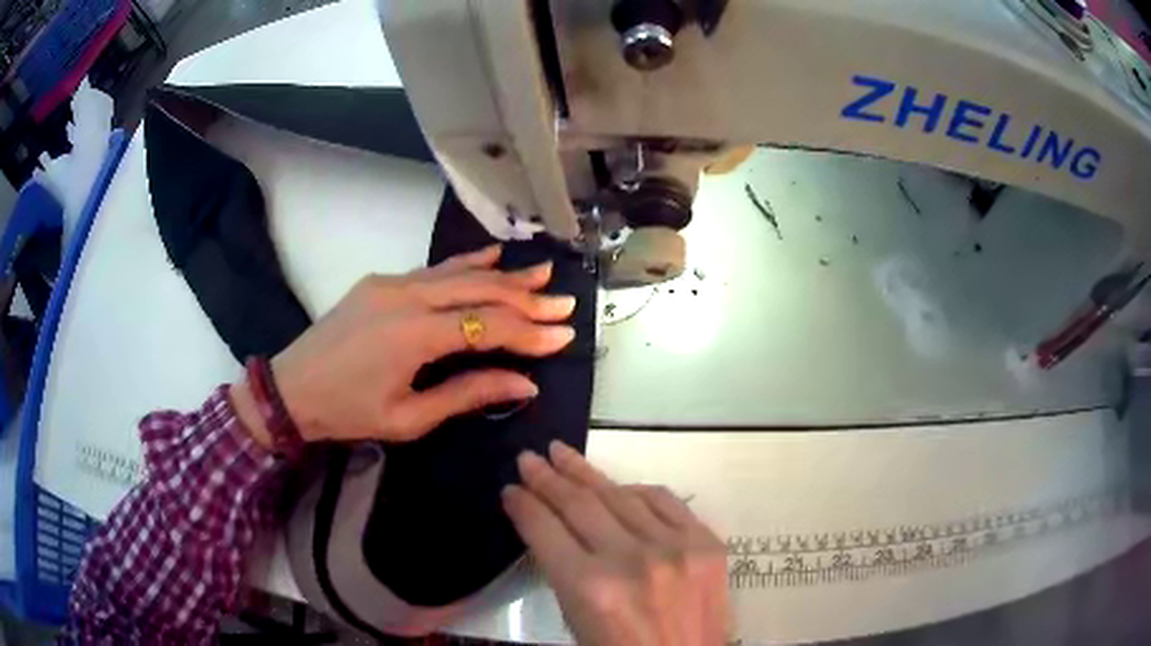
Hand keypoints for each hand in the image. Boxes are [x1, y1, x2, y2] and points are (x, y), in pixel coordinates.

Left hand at [231, 245, 576, 445]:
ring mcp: (392, 283)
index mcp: (414, 336)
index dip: (530, 331)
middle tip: (564, 302)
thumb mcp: (409, 418)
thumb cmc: (348, 412)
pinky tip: (491, 255)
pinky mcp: (381, 281)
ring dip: (503, 275)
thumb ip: (468, 394)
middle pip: (480, 291)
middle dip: (527, 297)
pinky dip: (465, 263)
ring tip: (541, 272)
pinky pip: (432, 269)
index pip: (488, 326)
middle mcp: (408, 298)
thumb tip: (524, 383)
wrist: (290, 389)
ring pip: (459, 273)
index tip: (565, 335)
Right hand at [503, 442, 728, 645]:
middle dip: (548, 478)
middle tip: (530, 458)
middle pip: (579, 503)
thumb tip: (549, 527)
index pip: (545, 529)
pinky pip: (665, 501)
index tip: (510, 490)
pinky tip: (619, 486)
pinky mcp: (707, 544)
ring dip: (587, 472)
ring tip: (564, 455)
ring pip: (621, 494)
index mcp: (590, 588)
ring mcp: (675, 547)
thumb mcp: (576, 620)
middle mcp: (631, 560)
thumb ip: (563, 571)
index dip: (523, 505)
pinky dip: (637, 490)